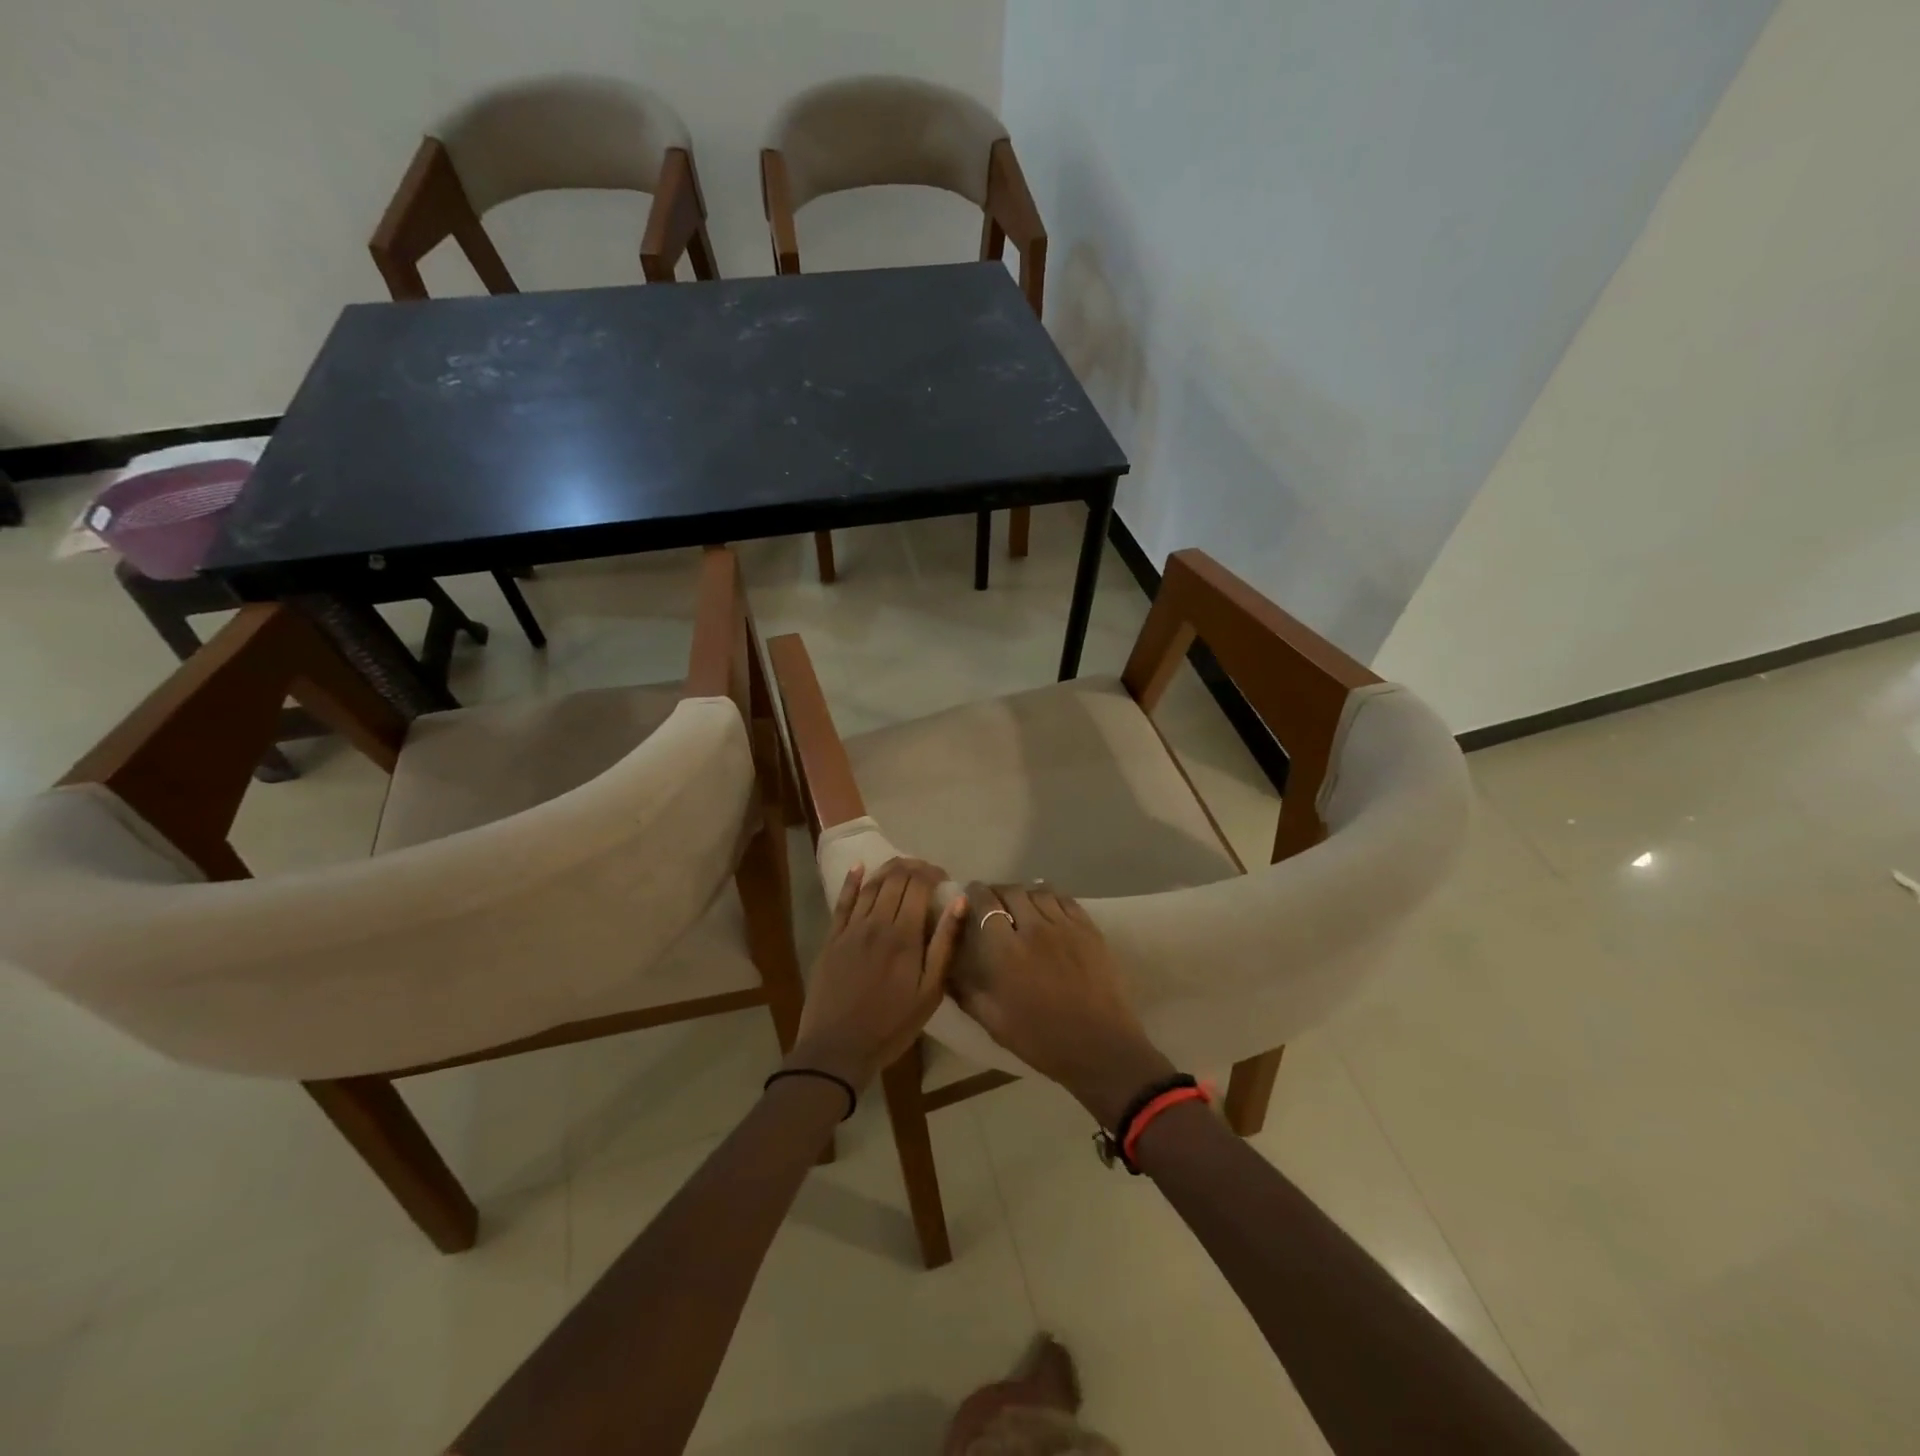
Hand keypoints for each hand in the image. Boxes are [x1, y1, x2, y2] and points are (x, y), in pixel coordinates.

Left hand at [786, 859, 965, 1089]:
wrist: (837, 1050)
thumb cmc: (891, 1026)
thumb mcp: (930, 992)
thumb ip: (945, 944)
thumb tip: (959, 902)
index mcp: (904, 936)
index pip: (918, 885)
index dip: (932, 873)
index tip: (943, 878)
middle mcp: (876, 923)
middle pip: (895, 879)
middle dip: (913, 867)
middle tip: (926, 872)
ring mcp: (851, 929)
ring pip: (871, 886)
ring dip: (888, 870)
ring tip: (903, 866)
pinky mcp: (831, 939)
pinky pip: (842, 902)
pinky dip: (851, 881)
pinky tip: (859, 867)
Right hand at [951, 883, 1174, 1128]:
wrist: (1100, 1047)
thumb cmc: (1041, 1039)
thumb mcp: (993, 1021)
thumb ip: (966, 990)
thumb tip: (946, 969)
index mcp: (1006, 950)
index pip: (984, 903)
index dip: (974, 894)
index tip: (968, 896)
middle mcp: (1034, 928)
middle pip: (1011, 891)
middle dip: (997, 892)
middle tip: (993, 904)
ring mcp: (1065, 926)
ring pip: (1038, 891)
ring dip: (1024, 895)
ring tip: (1020, 906)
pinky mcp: (1089, 929)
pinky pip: (1065, 900)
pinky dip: (1050, 899)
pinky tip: (1047, 910)